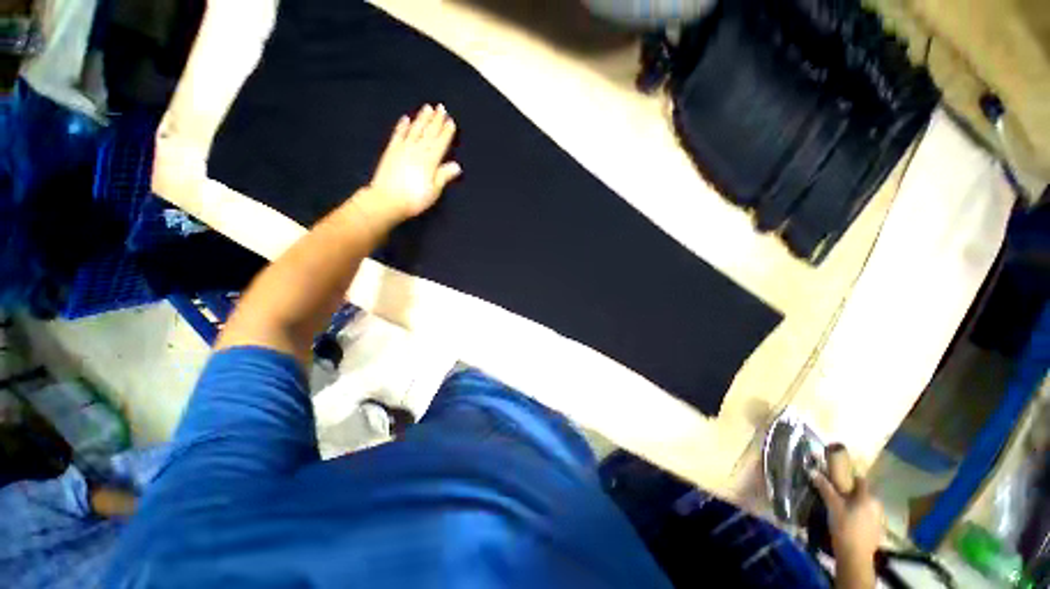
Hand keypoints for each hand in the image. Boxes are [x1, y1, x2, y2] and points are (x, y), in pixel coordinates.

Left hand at [366, 104, 461, 220]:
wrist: (387, 200)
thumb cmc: (415, 199)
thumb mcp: (434, 191)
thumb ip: (444, 176)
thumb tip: (456, 166)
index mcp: (430, 161)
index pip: (440, 143)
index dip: (446, 132)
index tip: (451, 121)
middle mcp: (417, 151)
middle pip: (429, 133)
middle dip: (436, 120)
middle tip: (441, 108)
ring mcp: (403, 149)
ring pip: (415, 130)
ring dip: (422, 119)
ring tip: (428, 108)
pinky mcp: (391, 151)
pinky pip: (398, 135)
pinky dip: (402, 126)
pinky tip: (406, 119)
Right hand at [811, 445, 883, 588]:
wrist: (855, 556)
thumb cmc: (845, 526)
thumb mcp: (832, 505)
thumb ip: (824, 487)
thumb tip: (812, 470)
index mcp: (868, 497)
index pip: (860, 480)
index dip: (849, 477)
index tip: (837, 478)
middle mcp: (876, 505)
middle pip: (862, 494)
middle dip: (850, 493)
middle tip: (836, 496)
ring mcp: (878, 519)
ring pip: (864, 506)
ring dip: (854, 505)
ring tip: (840, 509)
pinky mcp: (876, 531)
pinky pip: (866, 517)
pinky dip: (858, 516)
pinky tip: (847, 522)